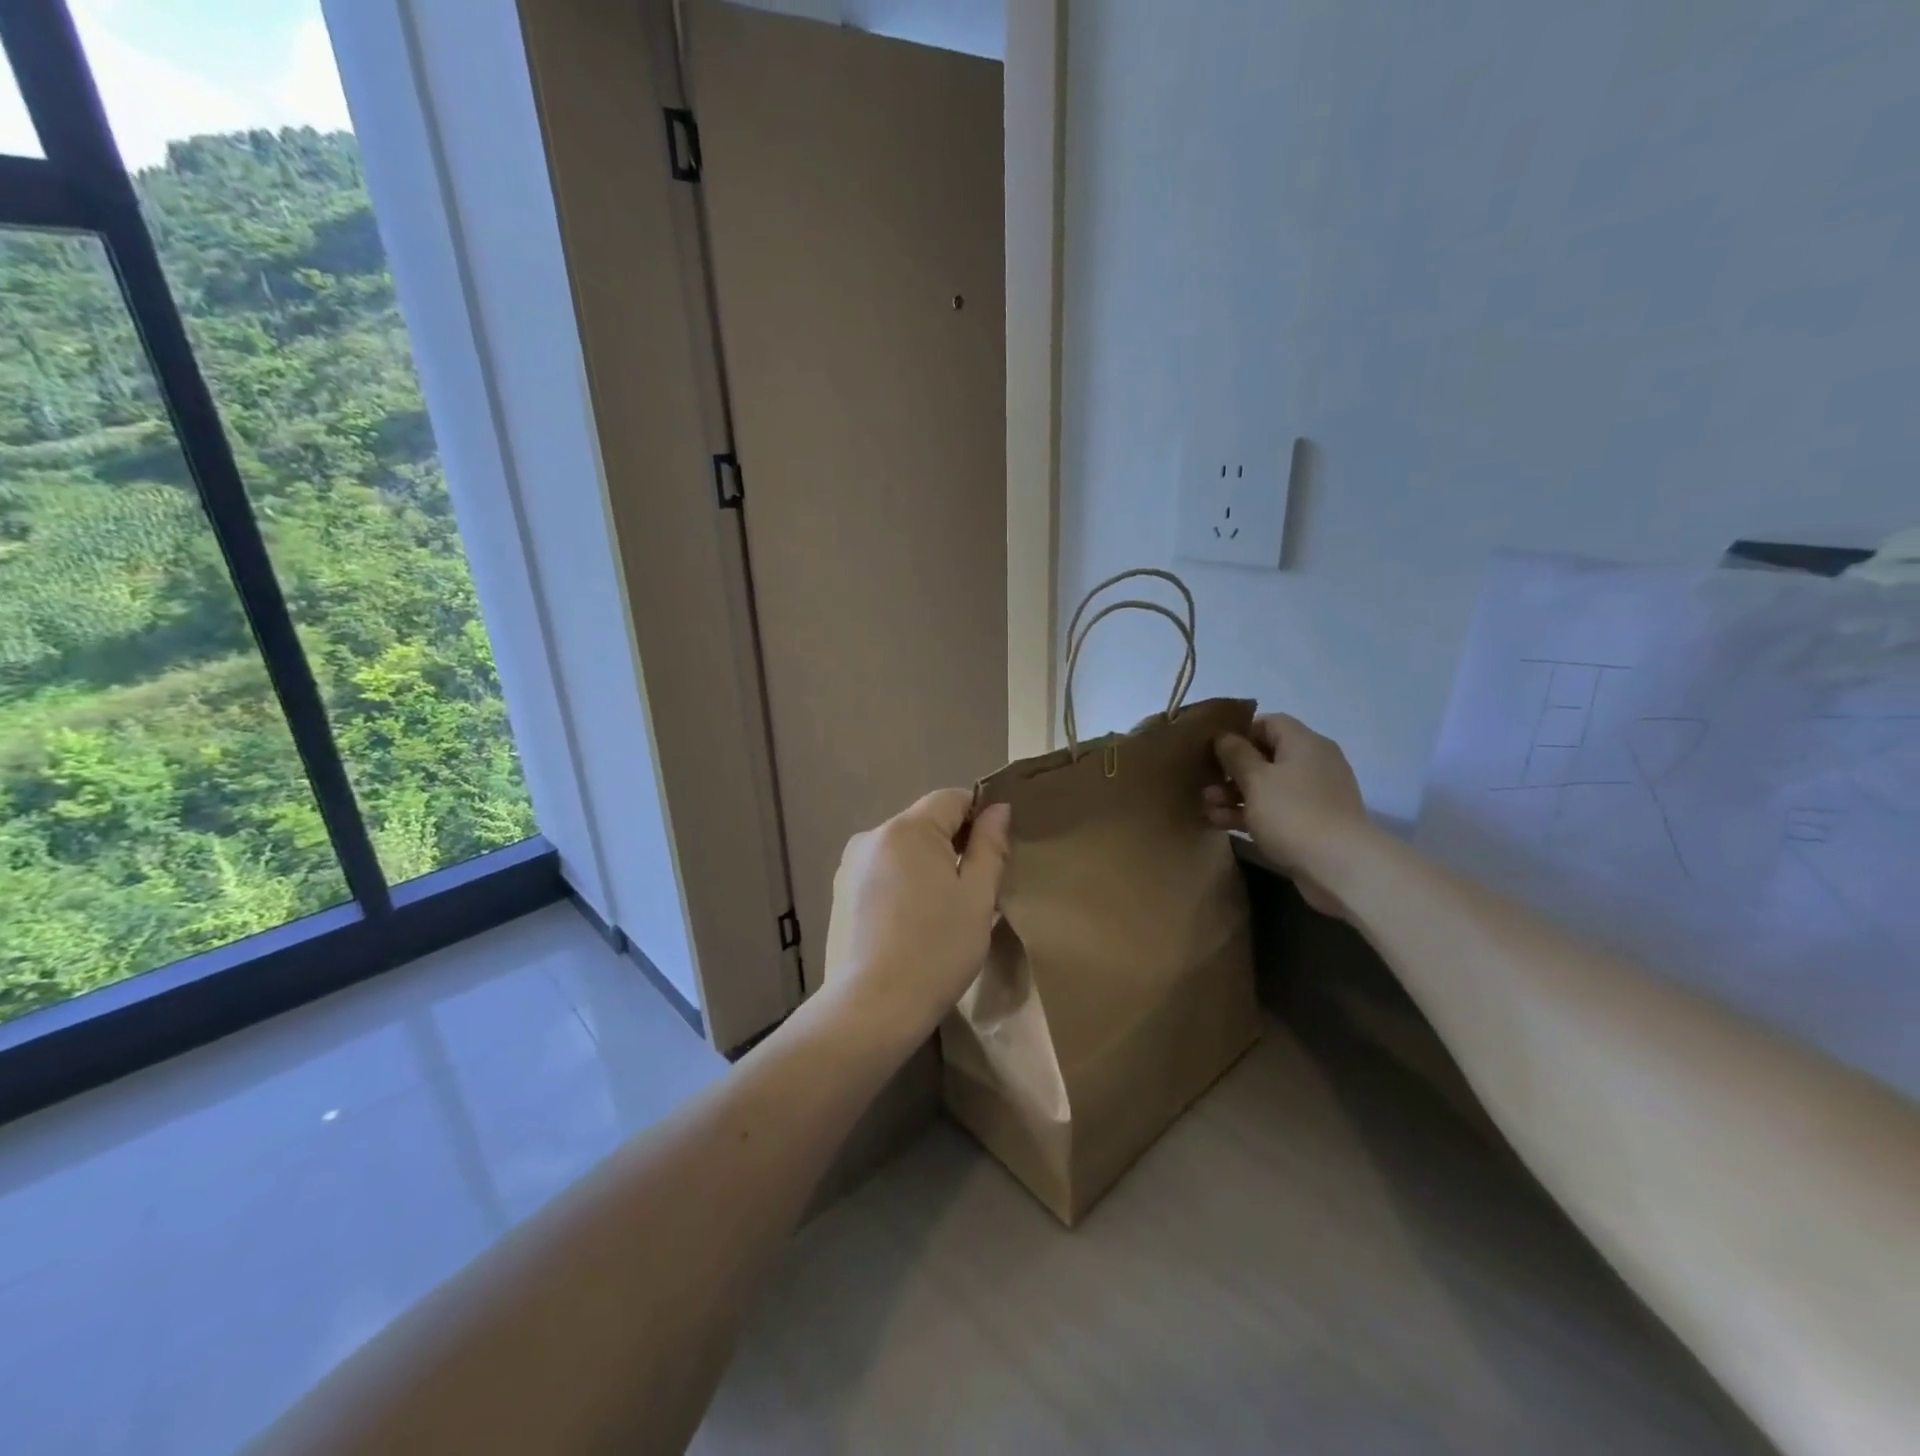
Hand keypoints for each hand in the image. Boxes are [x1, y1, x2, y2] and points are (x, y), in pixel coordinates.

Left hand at [820, 789, 1012, 1047]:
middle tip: (977, 888)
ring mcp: (849, 865)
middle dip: (954, 843)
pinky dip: (902, 883)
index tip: (997, 851)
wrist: (870, 1009)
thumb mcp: (977, 898)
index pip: (952, 798)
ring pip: (903, 849)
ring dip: (927, 865)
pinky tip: (911, 923)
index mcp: (907, 829)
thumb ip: (990, 847)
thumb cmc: (935, 950)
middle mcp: (872, 836)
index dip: (980, 815)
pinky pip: (882, 872)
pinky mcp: (839, 893)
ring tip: (943, 910)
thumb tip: (998, 809)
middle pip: (925, 822)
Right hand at [1206, 713, 1364, 918]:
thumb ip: (1235, 754)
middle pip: (1266, 756)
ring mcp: (1315, 795)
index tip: (1213, 749)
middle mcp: (1313, 763)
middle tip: (1206, 782)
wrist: (1340, 867)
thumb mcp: (1256, 779)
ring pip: (1268, 786)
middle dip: (1232, 770)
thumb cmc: (1293, 813)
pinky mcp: (1313, 823)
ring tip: (1207, 806)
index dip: (1239, 733)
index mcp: (1304, 743)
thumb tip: (1224, 737)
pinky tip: (1222, 822)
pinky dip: (1251, 813)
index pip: (1269, 723)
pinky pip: (1276, 809)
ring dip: (1236, 794)